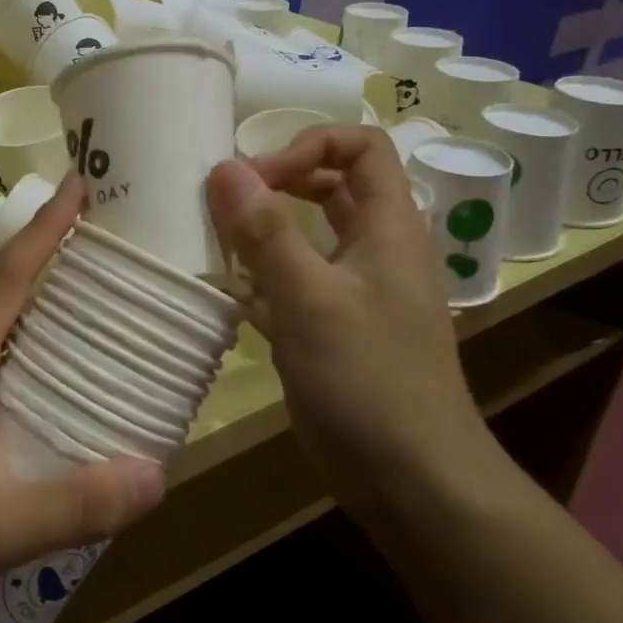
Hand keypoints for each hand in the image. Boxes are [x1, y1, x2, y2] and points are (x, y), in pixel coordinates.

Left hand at [0, 177, 165, 622]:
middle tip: (104, 265)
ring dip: (30, 326)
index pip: (8, 276)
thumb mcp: (0, 526)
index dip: (46, 228)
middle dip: (49, 273)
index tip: (77, 184)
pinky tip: (34, 409)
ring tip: (84, 336)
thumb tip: (158, 476)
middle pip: (0, 301)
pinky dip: (12, 370)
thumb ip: (78, 504)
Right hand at [205, 125, 499, 513]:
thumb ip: (266, 233)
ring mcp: (350, 291)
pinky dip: (258, 278)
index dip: (308, 145)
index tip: (256, 176)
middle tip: (226, 200)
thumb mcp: (311, 299)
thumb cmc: (369, 379)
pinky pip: (290, 283)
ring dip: (261, 230)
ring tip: (214, 239)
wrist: (409, 478)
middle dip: (278, 182)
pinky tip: (224, 292)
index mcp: (388, 227)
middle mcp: (372, 250)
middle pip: (329, 186)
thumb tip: (223, 168)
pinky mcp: (327, 328)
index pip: (361, 147)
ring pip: (305, 236)